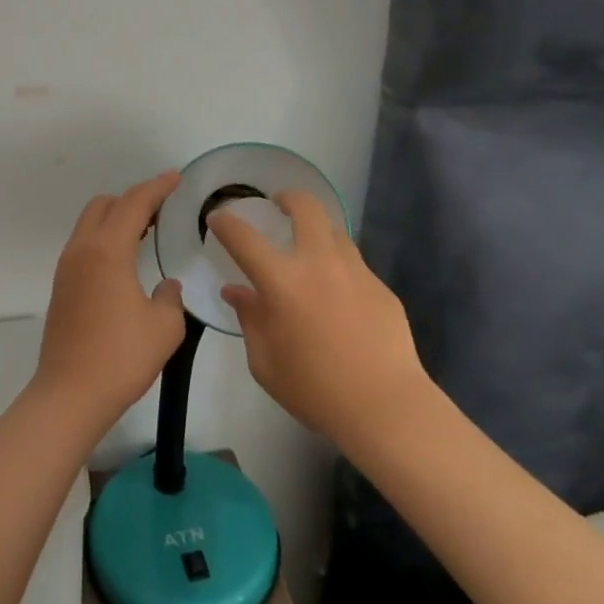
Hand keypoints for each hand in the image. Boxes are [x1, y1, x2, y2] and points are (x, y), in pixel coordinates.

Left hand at [34, 171, 187, 427]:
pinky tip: (125, 261)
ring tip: (146, 232)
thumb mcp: (164, 327)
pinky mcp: (62, 287)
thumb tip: (165, 286)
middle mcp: (82, 250)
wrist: (70, 395)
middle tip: (162, 209)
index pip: (134, 203)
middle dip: (133, 199)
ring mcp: (67, 268)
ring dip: (117, 219)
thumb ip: (170, 297)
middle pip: (104, 205)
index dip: (157, 187)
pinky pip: (85, 245)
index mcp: (107, 251)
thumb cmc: (121, 357)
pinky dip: (106, 239)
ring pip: (90, 224)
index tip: (176, 177)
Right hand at [210, 191, 434, 447]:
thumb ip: (250, 319)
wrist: (385, 406)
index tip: (217, 218)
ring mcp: (355, 271)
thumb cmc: (314, 389)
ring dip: (316, 231)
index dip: (226, 223)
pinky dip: (338, 268)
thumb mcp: (265, 362)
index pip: (244, 238)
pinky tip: (338, 297)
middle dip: (288, 198)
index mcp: (282, 282)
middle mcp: (319, 263)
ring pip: (335, 231)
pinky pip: (354, 265)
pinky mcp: (381, 287)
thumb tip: (237, 292)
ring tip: (309, 250)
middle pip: (306, 208)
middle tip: (279, 205)